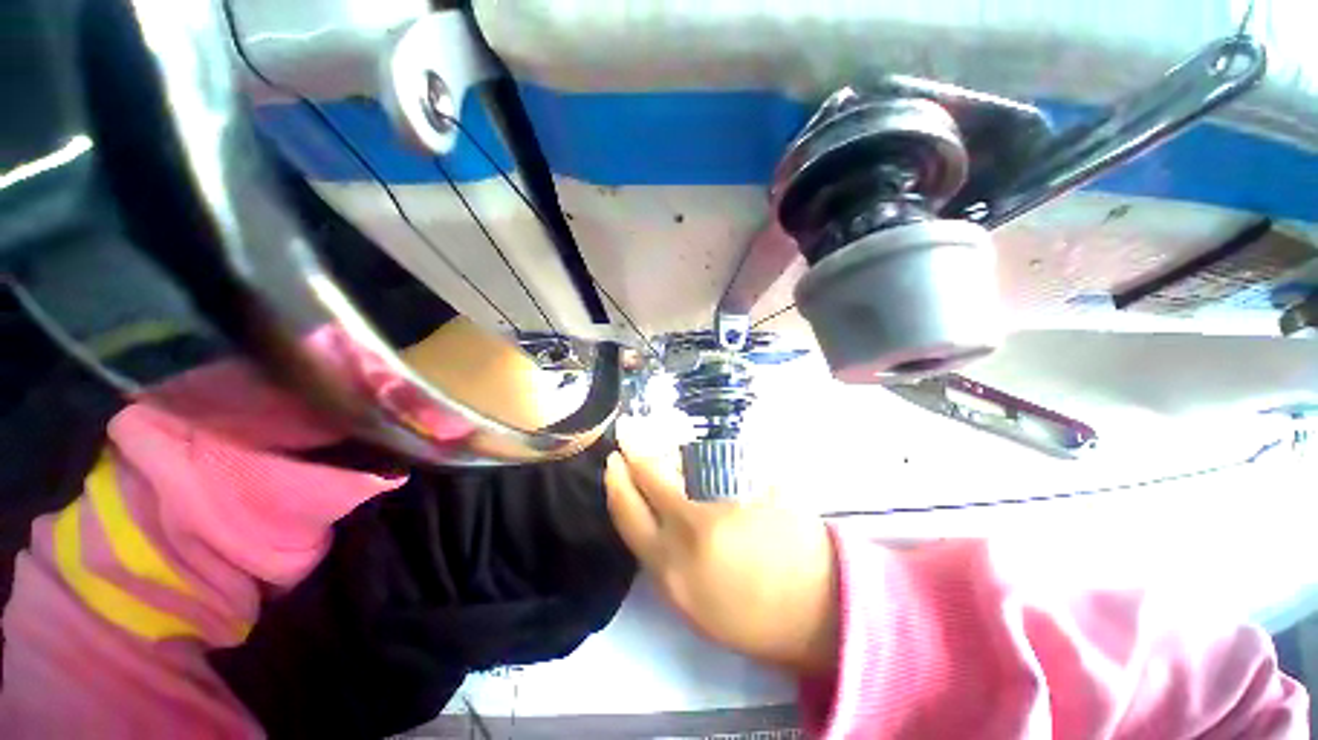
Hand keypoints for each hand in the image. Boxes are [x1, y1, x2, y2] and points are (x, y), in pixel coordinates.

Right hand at [604, 447, 839, 674]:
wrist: (815, 606)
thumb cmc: (749, 613)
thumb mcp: (691, 600)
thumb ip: (663, 554)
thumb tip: (648, 509)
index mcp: (671, 570)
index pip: (628, 513)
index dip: (616, 482)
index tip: (613, 462)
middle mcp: (693, 531)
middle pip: (651, 477)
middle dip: (635, 451)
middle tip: (630, 433)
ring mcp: (728, 502)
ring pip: (684, 461)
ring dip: (669, 448)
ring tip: (663, 440)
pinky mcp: (757, 483)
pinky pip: (719, 456)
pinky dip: (703, 449)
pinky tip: (701, 447)